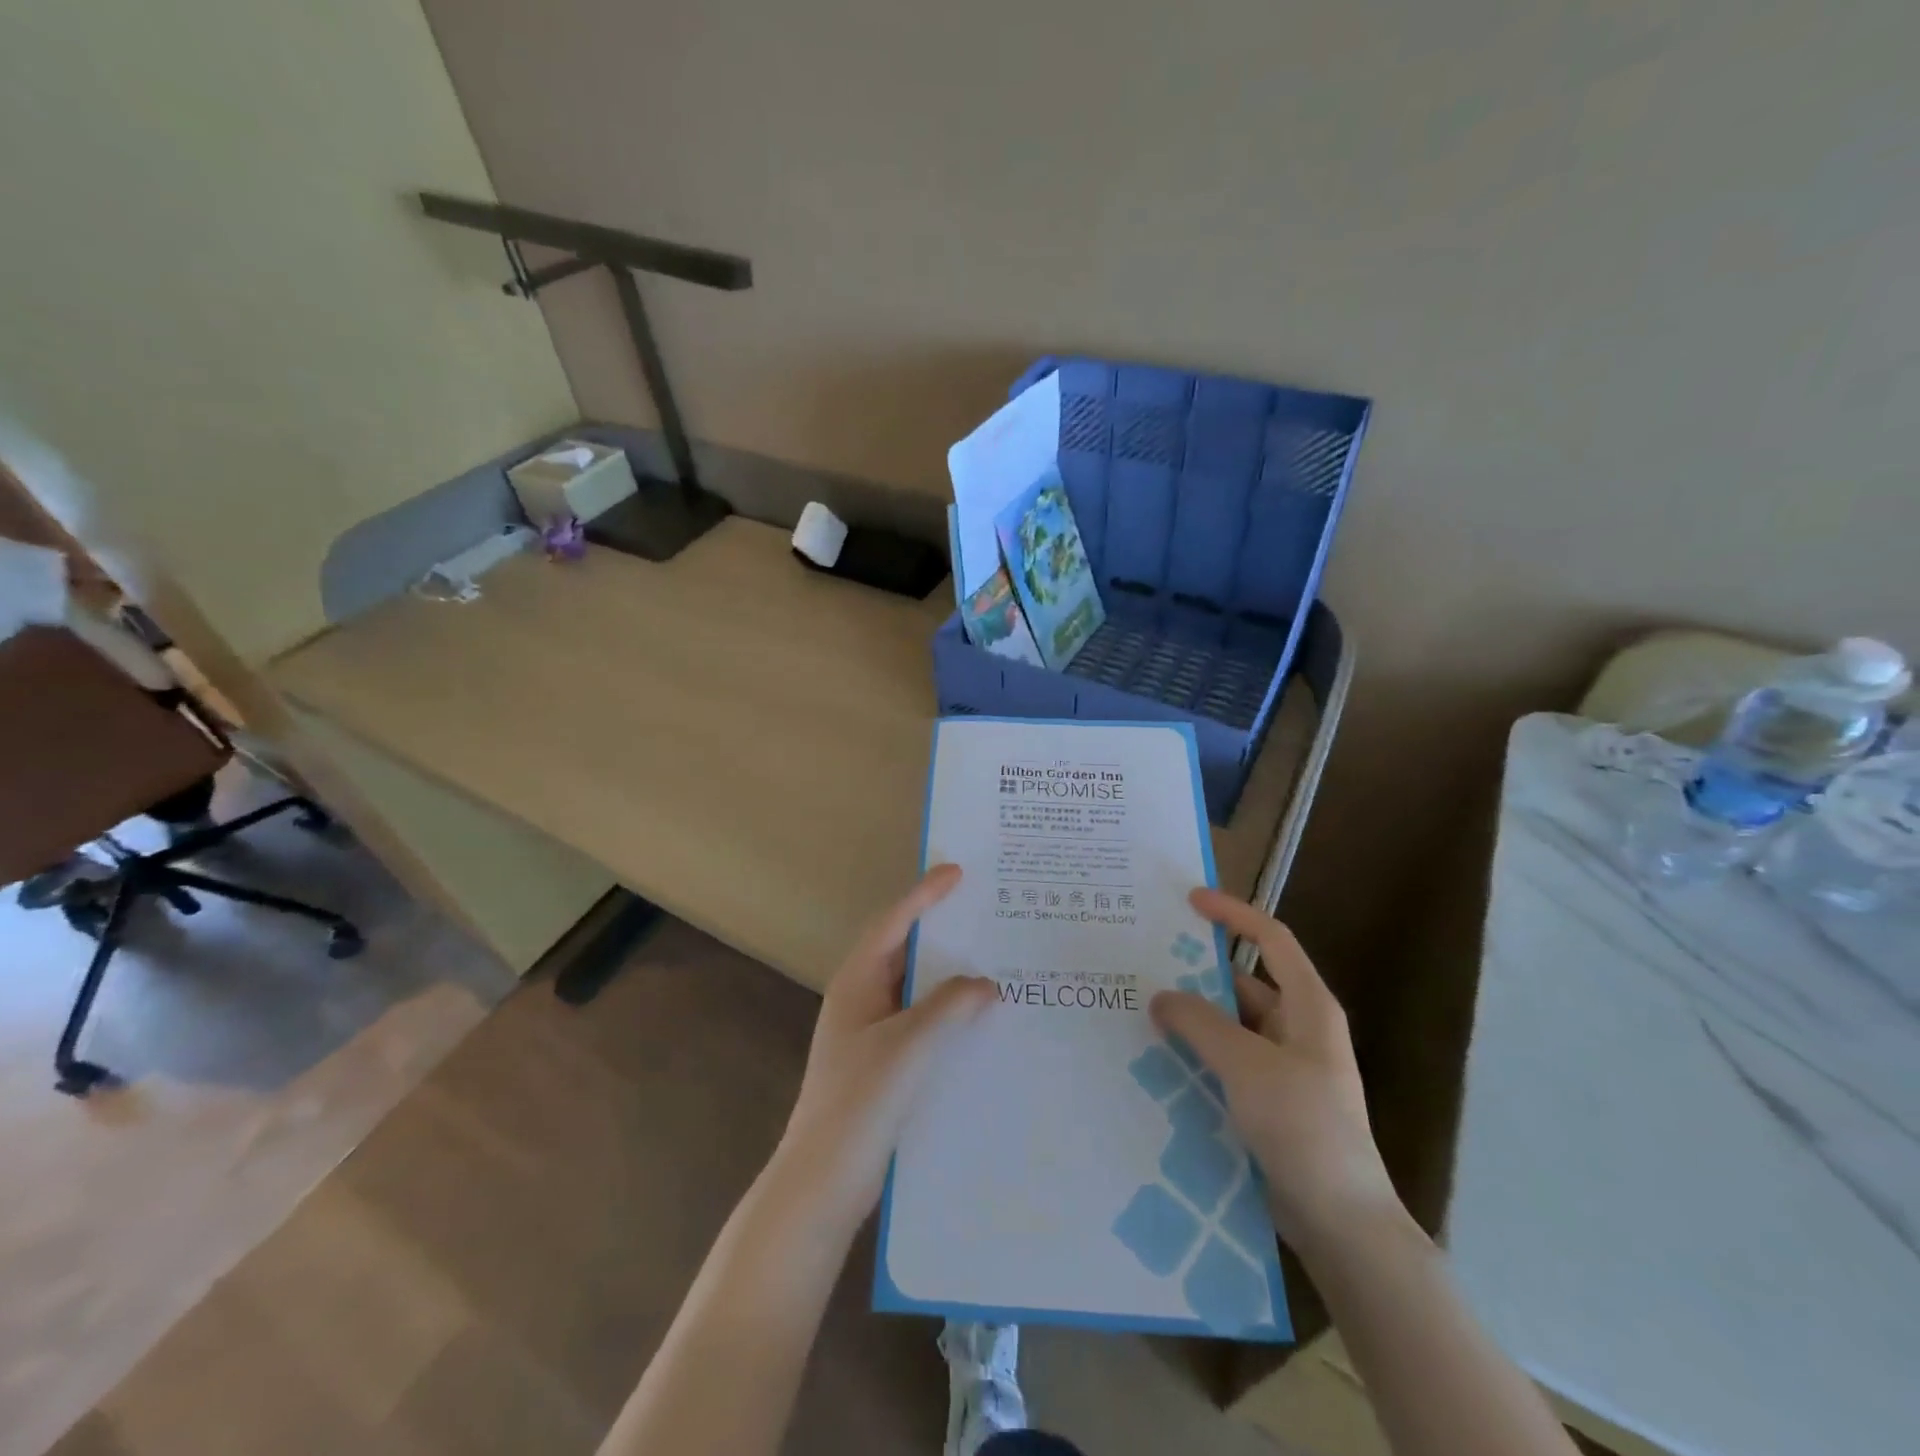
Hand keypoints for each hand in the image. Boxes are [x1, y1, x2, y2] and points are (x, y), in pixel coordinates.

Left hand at [777, 865, 996, 1219]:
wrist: (824, 1179)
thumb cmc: (860, 1100)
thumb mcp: (909, 1045)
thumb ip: (949, 1006)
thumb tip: (985, 983)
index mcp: (857, 982)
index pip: (894, 923)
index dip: (924, 894)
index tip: (956, 870)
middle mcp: (861, 999)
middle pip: (904, 950)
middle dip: (940, 930)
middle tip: (981, 910)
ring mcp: (869, 1033)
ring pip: (915, 989)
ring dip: (947, 975)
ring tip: (990, 959)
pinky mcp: (882, 1063)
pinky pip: (920, 1021)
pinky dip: (947, 1013)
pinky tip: (977, 1020)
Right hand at [1150, 889, 1400, 1247]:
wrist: (1341, 1222)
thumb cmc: (1304, 1127)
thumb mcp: (1247, 1065)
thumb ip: (1200, 1023)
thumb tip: (1161, 997)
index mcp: (1308, 1006)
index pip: (1271, 939)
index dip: (1233, 913)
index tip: (1190, 900)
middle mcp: (1297, 1028)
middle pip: (1242, 982)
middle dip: (1197, 972)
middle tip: (1144, 962)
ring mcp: (1283, 1067)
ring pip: (1229, 1025)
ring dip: (1191, 1018)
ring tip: (1139, 1009)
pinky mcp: (1268, 1101)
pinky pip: (1225, 1062)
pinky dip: (1196, 1054)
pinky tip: (1157, 1059)